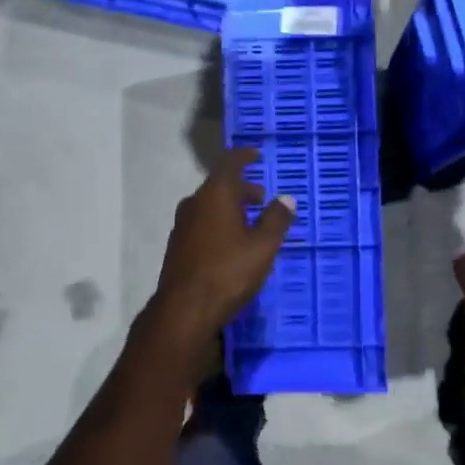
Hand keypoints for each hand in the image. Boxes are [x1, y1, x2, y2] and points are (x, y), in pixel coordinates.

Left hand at [147, 149, 295, 347]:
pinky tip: (230, 243)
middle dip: (241, 188)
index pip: (229, 163)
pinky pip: (202, 223)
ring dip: (230, 207)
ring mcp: (182, 225)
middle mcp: (194, 203)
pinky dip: (218, 223)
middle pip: (219, 185)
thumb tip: (286, 199)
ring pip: (209, 205)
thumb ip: (276, 219)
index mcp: (215, 194)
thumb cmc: (228, 272)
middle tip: (261, 197)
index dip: (244, 156)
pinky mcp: (177, 246)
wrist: (184, 310)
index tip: (257, 155)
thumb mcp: (263, 246)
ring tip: (250, 223)